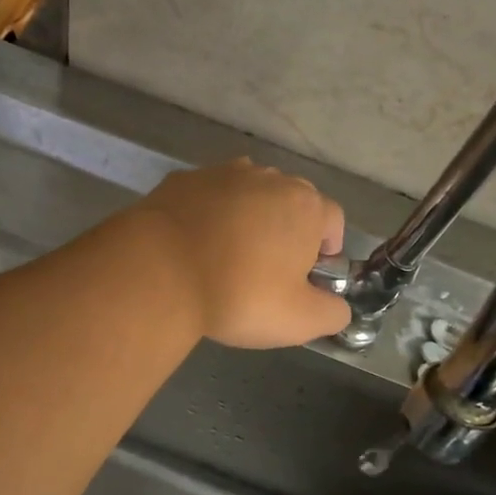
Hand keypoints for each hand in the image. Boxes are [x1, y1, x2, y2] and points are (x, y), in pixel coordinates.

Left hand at [133, 158, 349, 348]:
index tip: (308, 275)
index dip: (326, 247)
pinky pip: (206, 197)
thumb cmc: (239, 295)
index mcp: (305, 205)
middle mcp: (269, 178)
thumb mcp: (299, 321)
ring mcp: (222, 173)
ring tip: (227, 256)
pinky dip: (207, 215)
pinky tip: (193, 246)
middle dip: (286, 230)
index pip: (332, 219)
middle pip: (290, 201)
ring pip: (247, 195)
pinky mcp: (182, 179)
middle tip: (268, 270)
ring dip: (246, 219)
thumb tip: (337, 307)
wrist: (158, 271)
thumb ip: (332, 313)